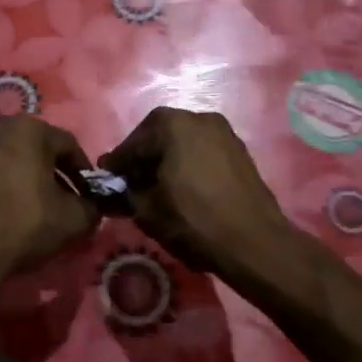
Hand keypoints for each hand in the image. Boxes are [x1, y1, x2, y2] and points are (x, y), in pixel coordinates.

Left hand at [0, 116, 98, 277]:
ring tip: (47, 207)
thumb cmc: (25, 223)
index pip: (69, 145)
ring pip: (21, 157)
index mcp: (29, 128)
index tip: (91, 196)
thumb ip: (92, 206)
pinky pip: (1, 167)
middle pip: (43, 148)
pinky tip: (21, 207)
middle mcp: (1, 126)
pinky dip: (15, 181)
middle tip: (71, 201)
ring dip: (37, 178)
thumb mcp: (73, 218)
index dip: (85, 172)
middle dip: (60, 173)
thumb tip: (93, 206)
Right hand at [101, 107, 300, 281]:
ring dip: (167, 159)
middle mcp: (199, 117)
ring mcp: (224, 132)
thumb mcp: (147, 210)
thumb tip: (118, 188)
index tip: (107, 178)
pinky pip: (203, 151)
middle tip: (132, 181)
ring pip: (183, 141)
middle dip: (143, 156)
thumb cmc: (194, 221)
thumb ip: (126, 193)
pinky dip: (188, 163)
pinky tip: (183, 187)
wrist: (254, 243)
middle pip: (159, 135)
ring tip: (158, 186)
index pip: (133, 142)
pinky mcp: (239, 151)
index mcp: (172, 124)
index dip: (118, 163)